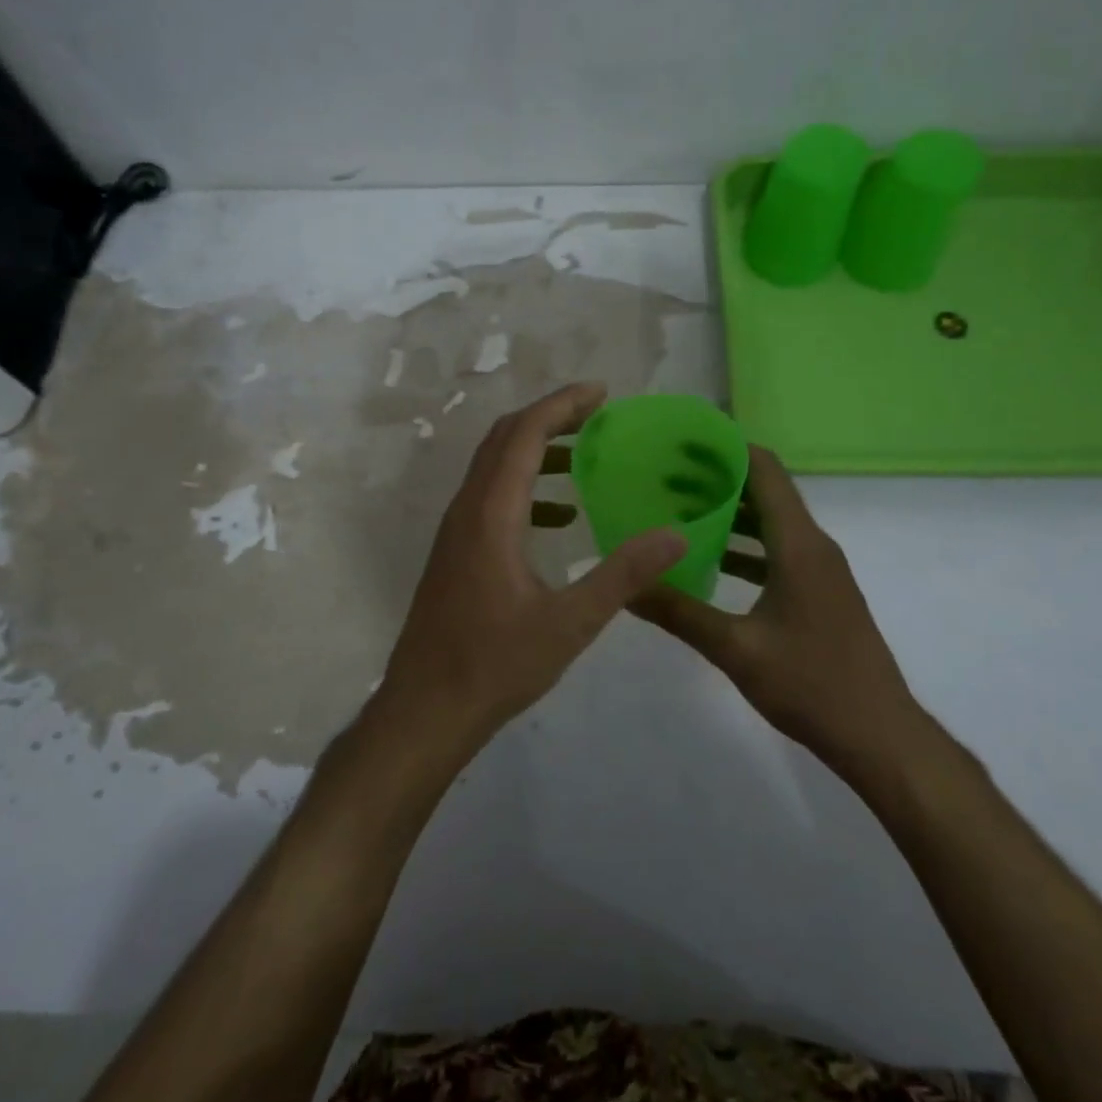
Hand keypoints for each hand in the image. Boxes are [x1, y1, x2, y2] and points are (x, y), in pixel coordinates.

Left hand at [379, 382, 686, 750]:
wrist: (426, 709)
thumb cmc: (496, 665)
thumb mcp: (570, 623)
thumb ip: (623, 575)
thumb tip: (676, 535)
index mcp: (491, 514)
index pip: (525, 435)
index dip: (563, 404)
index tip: (602, 392)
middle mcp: (467, 510)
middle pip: (505, 439)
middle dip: (551, 417)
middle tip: (599, 414)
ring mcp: (456, 531)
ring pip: (494, 466)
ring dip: (538, 449)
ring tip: (587, 454)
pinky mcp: (455, 552)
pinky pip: (491, 497)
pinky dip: (527, 487)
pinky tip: (561, 516)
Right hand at [632, 446, 923, 763]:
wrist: (880, 736)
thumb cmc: (811, 684)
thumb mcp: (735, 649)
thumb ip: (678, 612)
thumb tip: (625, 587)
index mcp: (798, 544)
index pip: (764, 470)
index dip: (726, 448)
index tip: (682, 442)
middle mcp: (813, 546)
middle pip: (764, 492)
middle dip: (717, 479)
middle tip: (664, 477)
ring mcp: (820, 570)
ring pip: (770, 524)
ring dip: (728, 514)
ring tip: (677, 512)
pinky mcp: (819, 593)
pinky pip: (777, 552)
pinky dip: (743, 547)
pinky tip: (709, 562)